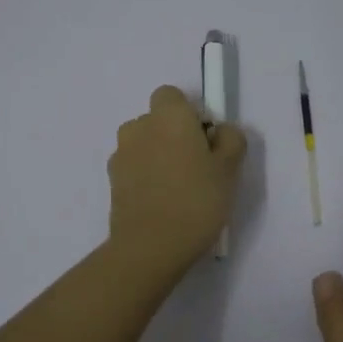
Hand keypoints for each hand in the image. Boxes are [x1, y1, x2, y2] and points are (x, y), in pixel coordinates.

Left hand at [107, 85, 247, 280]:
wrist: (151, 246)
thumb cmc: (197, 200)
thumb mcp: (230, 169)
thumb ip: (230, 139)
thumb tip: (218, 132)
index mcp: (168, 116)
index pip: (172, 96)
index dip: (190, 114)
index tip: (205, 141)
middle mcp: (139, 127)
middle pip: (157, 120)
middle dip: (173, 135)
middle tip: (197, 167)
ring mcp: (121, 154)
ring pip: (144, 144)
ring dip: (157, 156)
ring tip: (177, 189)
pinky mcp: (112, 181)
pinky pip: (134, 168)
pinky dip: (145, 177)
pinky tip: (161, 203)